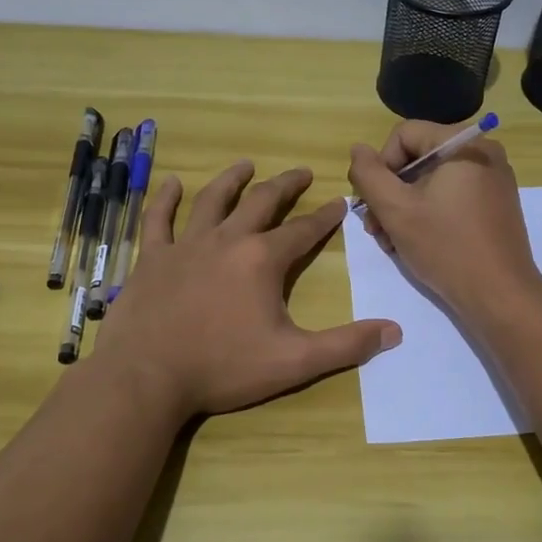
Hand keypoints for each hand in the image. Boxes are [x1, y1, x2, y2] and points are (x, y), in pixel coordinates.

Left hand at [98, 161, 401, 422]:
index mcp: (262, 259)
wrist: (146, 378)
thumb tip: (394, 332)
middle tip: (301, 172)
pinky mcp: (152, 258)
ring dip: (232, 179)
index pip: (303, 230)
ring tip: (246, 163)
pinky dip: (165, 199)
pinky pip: (158, 219)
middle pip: (261, 202)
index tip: (339, 202)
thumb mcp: (294, 361)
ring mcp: (185, 245)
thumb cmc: (223, 368)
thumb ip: (345, 345)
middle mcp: (226, 240)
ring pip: (212, 200)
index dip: (325, 216)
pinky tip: (172, 183)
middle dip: (285, 185)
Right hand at [347, 123, 541, 322]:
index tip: (373, 204)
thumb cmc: (446, 247)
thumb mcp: (395, 209)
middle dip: (390, 192)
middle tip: (376, 229)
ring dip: (404, 207)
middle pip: (417, 158)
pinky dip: (428, 213)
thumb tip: (358, 150)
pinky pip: (451, 195)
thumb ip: (369, 174)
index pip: (403, 135)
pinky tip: (414, 242)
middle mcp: (483, 152)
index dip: (380, 166)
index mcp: (463, 144)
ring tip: (390, 242)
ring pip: (432, 180)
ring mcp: (493, 179)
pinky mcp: (495, 204)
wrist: (500, 296)